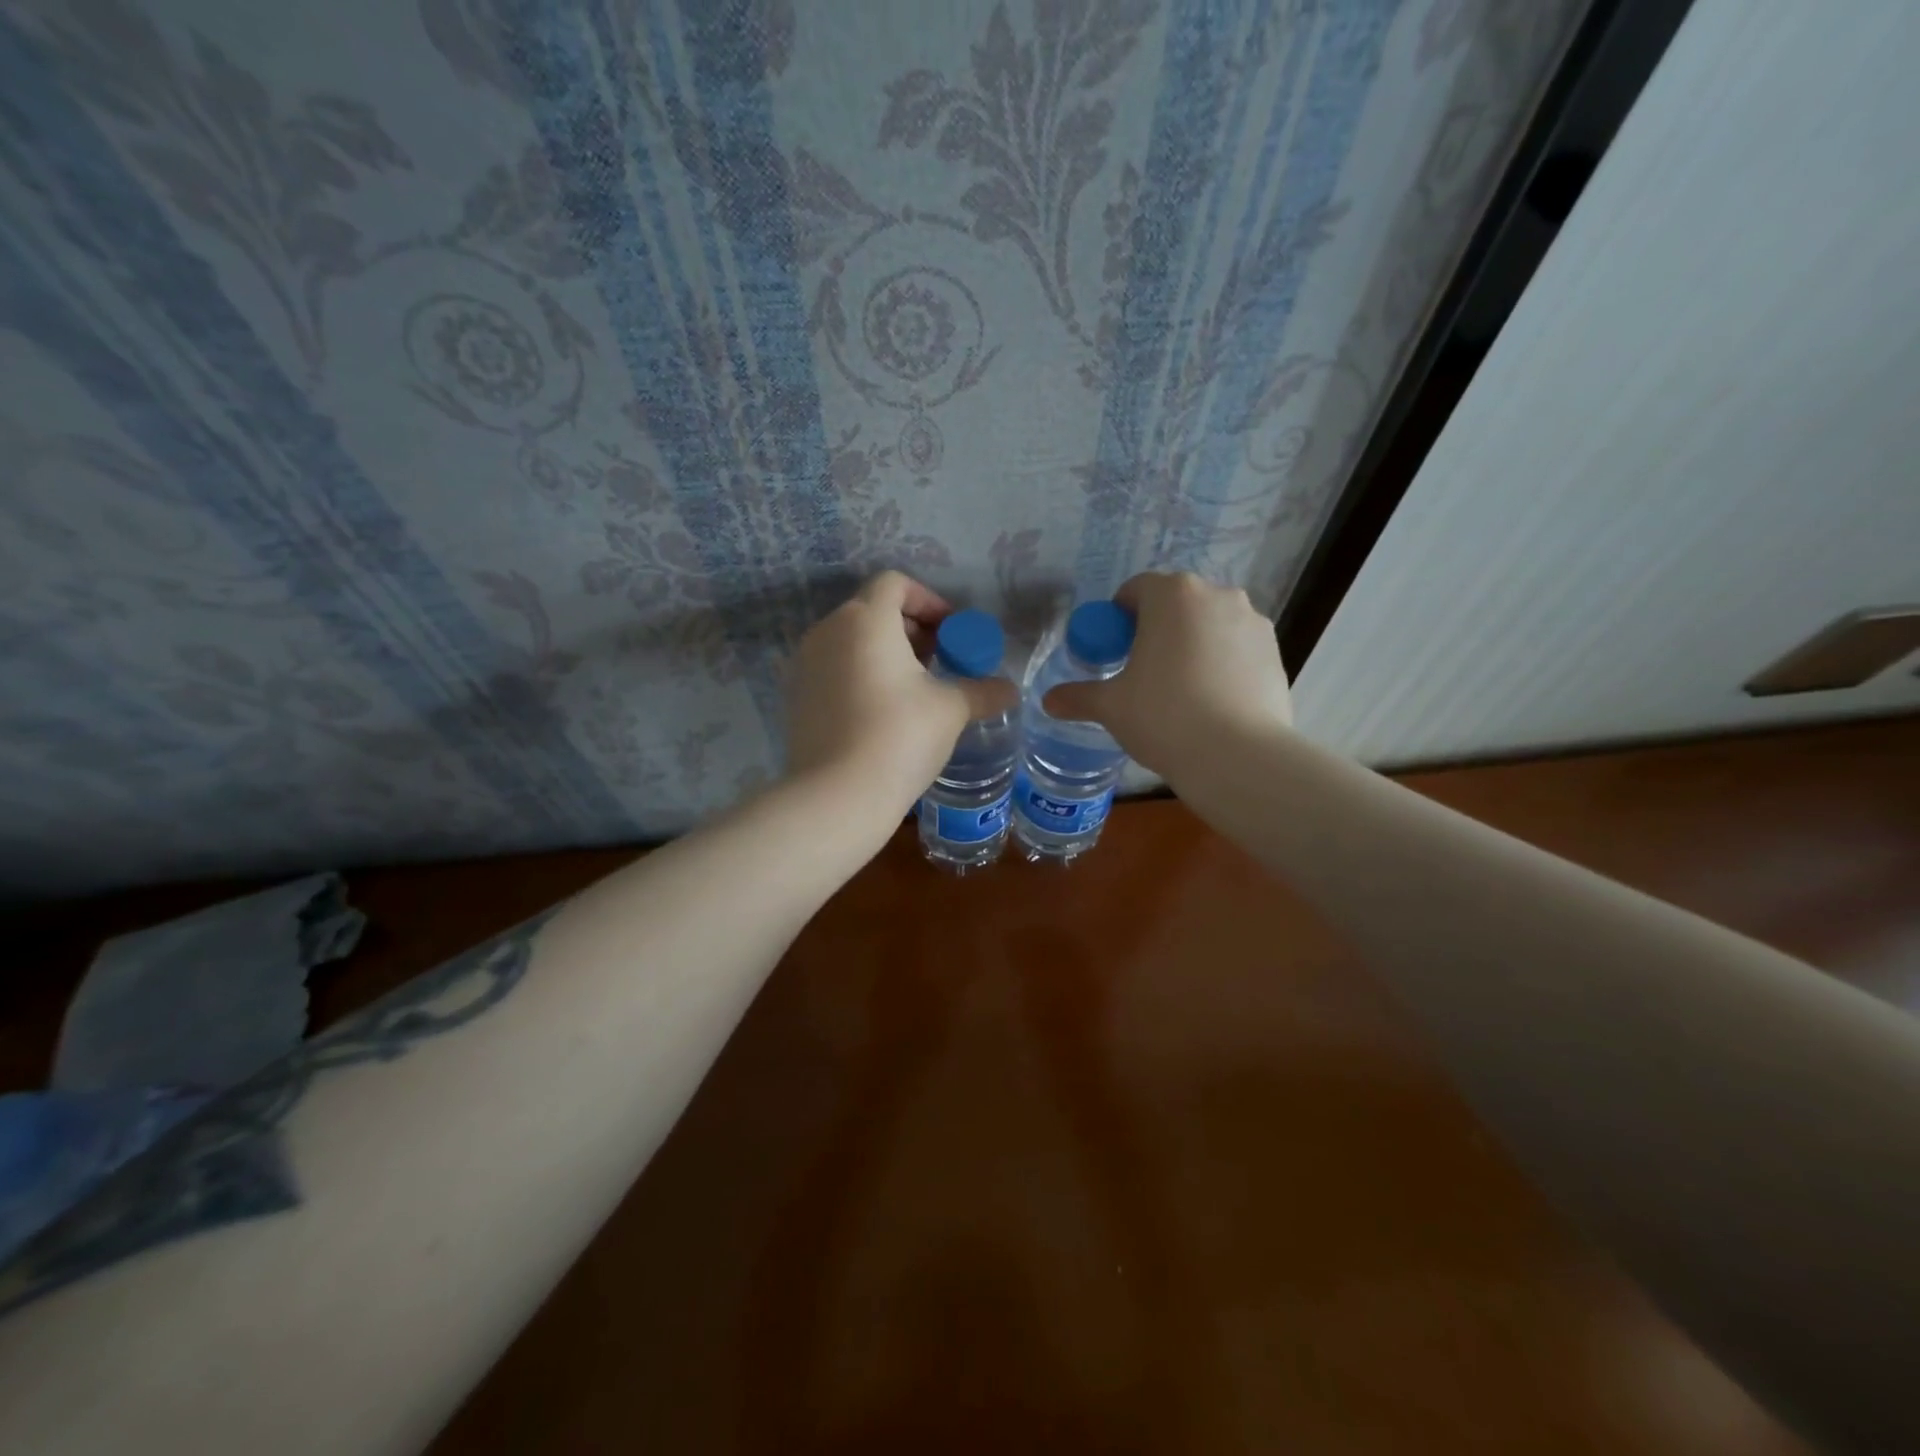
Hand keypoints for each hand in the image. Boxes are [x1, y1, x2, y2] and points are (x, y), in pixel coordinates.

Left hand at [785, 572, 1017, 823]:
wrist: (837, 796)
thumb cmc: (900, 736)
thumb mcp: (950, 709)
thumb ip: (982, 690)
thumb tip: (1009, 690)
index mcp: (865, 619)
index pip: (895, 583)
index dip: (929, 601)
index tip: (952, 632)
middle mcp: (828, 631)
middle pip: (872, 610)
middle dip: (911, 629)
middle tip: (941, 660)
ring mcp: (805, 664)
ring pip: (851, 641)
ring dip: (886, 653)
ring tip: (915, 689)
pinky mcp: (796, 696)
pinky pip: (834, 669)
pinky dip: (861, 675)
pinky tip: (883, 712)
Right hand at [1042, 572, 1291, 778]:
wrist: (1237, 756)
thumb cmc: (1163, 717)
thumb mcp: (1111, 707)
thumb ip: (1078, 696)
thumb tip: (1048, 701)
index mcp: (1172, 595)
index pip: (1135, 590)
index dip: (1118, 618)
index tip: (1113, 651)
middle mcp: (1217, 595)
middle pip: (1175, 604)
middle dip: (1156, 630)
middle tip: (1142, 672)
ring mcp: (1253, 622)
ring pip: (1209, 625)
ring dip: (1191, 644)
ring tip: (1180, 690)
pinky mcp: (1277, 651)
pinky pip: (1236, 648)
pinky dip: (1221, 663)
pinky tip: (1212, 702)